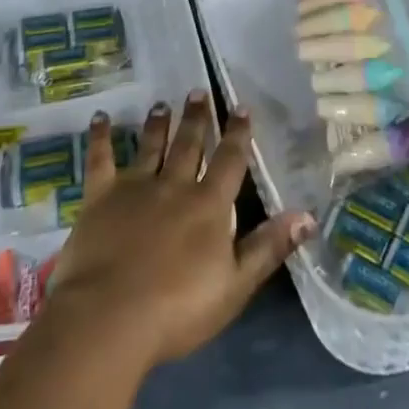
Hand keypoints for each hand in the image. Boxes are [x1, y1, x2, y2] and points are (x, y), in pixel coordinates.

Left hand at [48, 90, 314, 369]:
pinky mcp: (101, 196)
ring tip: (161, 103)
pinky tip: (100, 117)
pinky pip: (100, 159)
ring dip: (158, 123)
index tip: (241, 106)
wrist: (110, 317)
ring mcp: (135, 187)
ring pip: (150, 146)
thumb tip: (307, 214)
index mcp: (208, 205)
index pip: (229, 161)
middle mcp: (174, 185)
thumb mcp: (235, 285)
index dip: (237, 133)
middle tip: (198, 91)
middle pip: (189, 144)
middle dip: (196, 118)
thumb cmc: (178, 309)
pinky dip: (100, 136)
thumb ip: (269, 247)